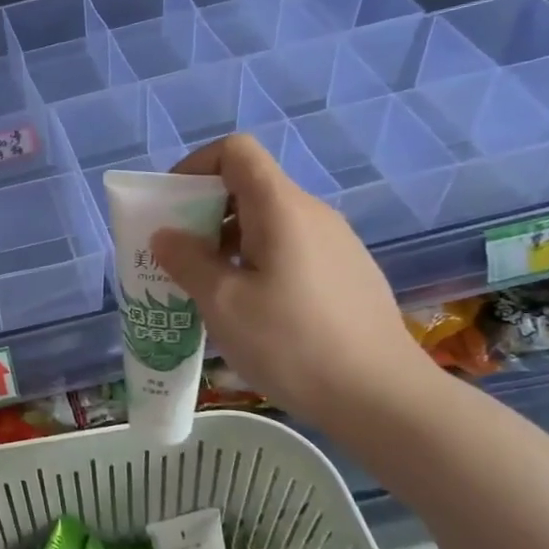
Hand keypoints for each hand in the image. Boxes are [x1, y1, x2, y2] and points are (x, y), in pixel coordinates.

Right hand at [149, 134, 441, 430]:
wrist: (383, 397)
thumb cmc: (292, 343)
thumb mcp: (223, 303)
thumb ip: (187, 260)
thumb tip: (165, 235)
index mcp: (281, 208)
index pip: (236, 151)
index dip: (195, 166)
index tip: (171, 206)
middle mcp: (312, 213)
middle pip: (250, 186)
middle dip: (205, 211)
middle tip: (180, 256)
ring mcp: (336, 243)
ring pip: (270, 221)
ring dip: (229, 241)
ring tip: (210, 288)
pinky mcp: (347, 272)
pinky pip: (291, 248)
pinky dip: (258, 260)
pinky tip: (253, 309)